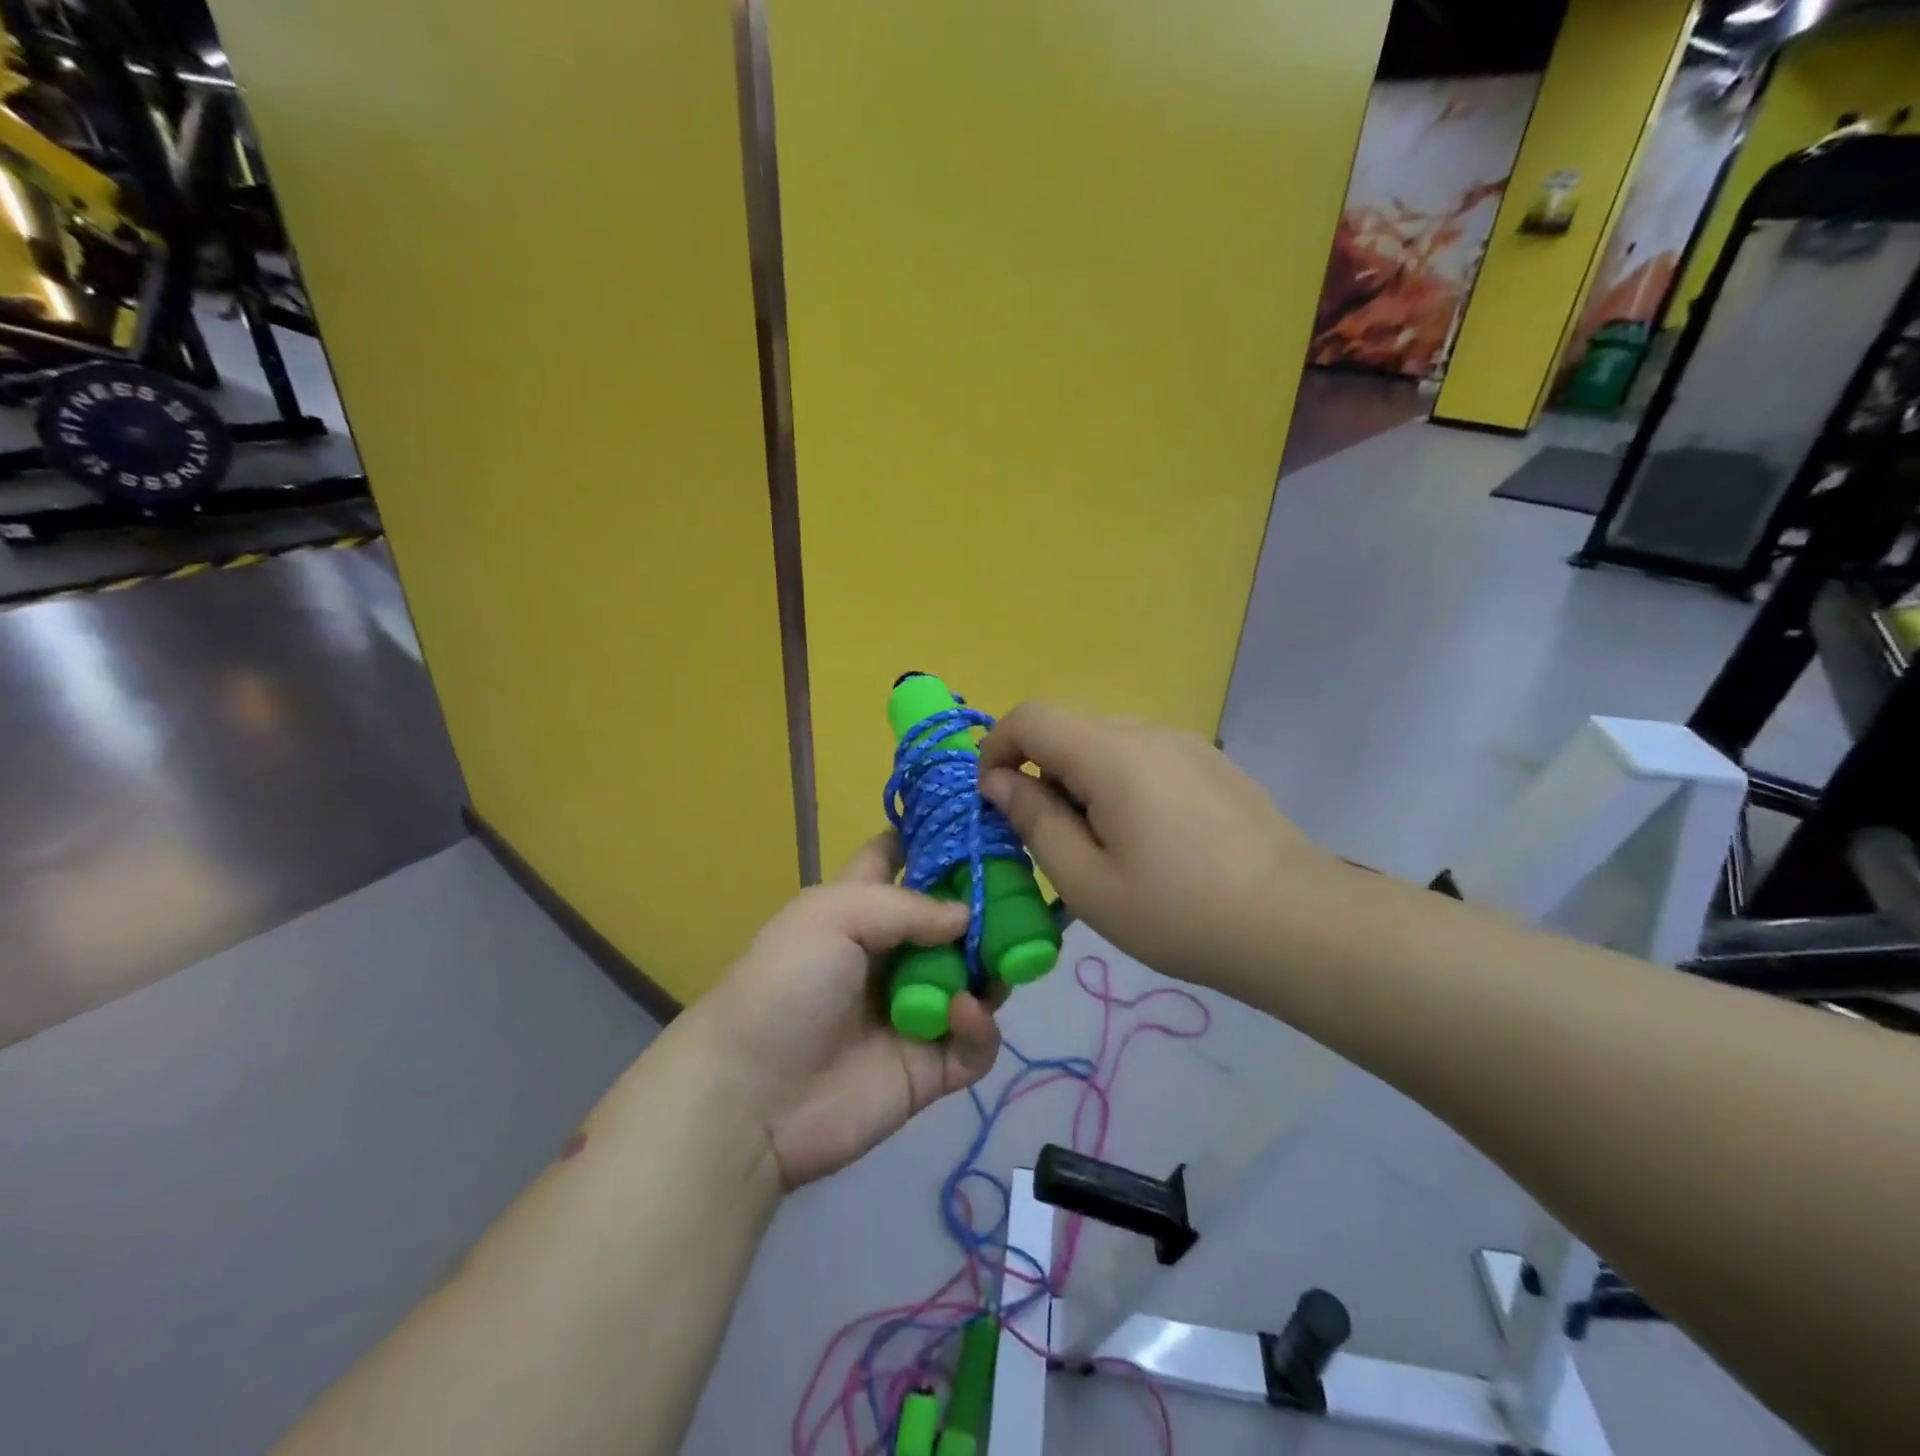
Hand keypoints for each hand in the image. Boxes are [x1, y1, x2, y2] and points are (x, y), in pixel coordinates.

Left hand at [697, 834, 1002, 1190]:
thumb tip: (967, 915)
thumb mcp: (833, 916)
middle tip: (1022, 900)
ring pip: (976, 978)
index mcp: (861, 909)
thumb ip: (909, 907)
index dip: (933, 836)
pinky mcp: (930, 1066)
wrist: (751, 1098)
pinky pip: (974, 1042)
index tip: (980, 822)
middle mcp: (893, 953)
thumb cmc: (787, 984)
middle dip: (987, 907)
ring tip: (1002, 959)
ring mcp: (915, 1009)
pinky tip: (961, 1014)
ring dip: (992, 967)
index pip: (898, 857)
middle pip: (953, 919)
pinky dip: (978, 1026)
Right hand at [979, 701, 1330, 987]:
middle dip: (1039, 772)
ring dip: (1080, 780)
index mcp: (1111, 754)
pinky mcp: (1211, 763)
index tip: (993, 800)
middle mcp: (1147, 731)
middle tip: (1048, 838)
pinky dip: (1118, 783)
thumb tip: (999, 782)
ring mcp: (1186, 743)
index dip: (996, 748)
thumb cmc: (1180, 912)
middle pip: (1068, 729)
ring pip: (1106, 743)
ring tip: (1100, 845)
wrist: (1297, 923)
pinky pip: (1143, 756)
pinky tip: (1147, 840)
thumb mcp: (1088, 882)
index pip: (1031, 717)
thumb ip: (1035, 822)